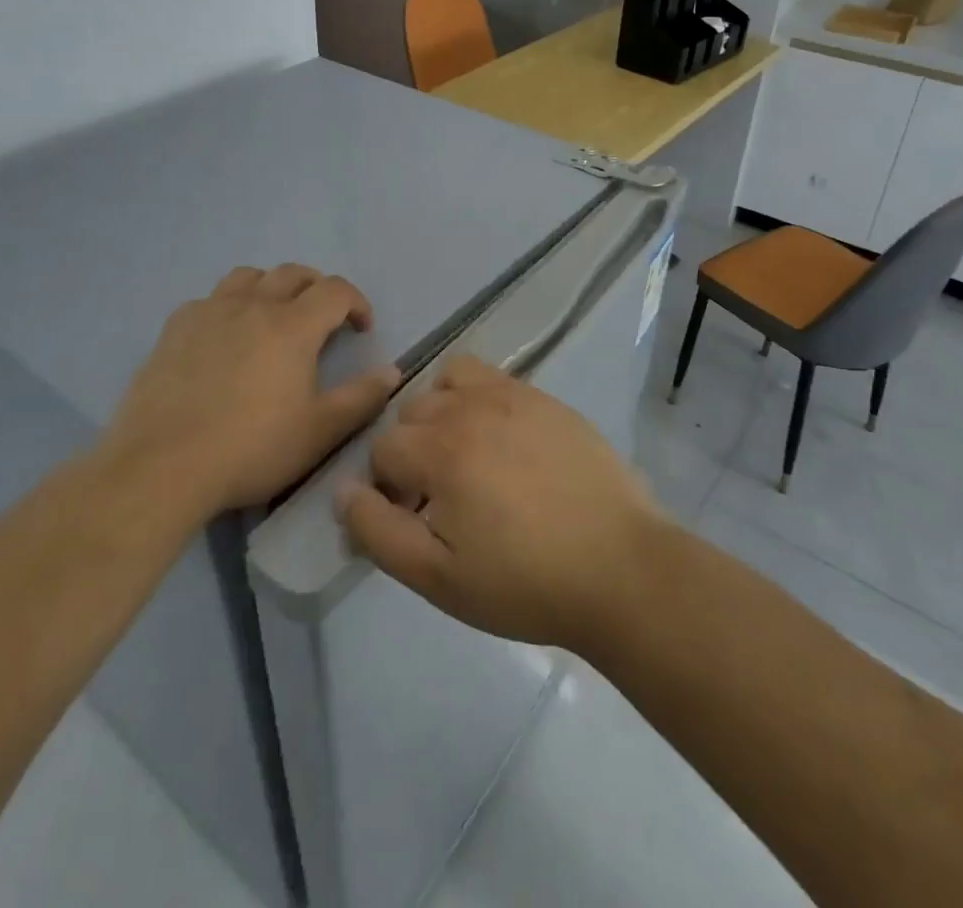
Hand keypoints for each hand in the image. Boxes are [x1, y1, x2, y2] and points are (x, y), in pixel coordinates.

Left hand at [103, 264, 400, 516]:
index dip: (356, 302)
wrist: (162, 467)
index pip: (335, 290)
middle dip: (317, 288)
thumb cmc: (251, 449)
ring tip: (274, 316)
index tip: (361, 328)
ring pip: (248, 276)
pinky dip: (228, 306)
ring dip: (271, 287)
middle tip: (324, 318)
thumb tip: (391, 371)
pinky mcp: (173, 329)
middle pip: (293, 273)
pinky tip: (223, 337)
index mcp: (293, 326)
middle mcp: (253, 305)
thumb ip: (361, 398)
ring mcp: (209, 312)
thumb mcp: (319, 432)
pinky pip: (208, 299)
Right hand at [337, 355, 667, 652]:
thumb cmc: (523, 583)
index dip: (388, 488)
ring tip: (467, 457)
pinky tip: (505, 443)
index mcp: (441, 450)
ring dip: (443, 413)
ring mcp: (514, 396)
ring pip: (449, 382)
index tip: (417, 521)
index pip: (382, 449)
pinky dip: (480, 399)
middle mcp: (472, 408)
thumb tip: (343, 491)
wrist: (620, 567)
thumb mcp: (437, 577)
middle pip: (412, 413)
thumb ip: (378, 531)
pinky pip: (493, 379)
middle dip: (412, 452)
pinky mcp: (546, 398)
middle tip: (443, 498)